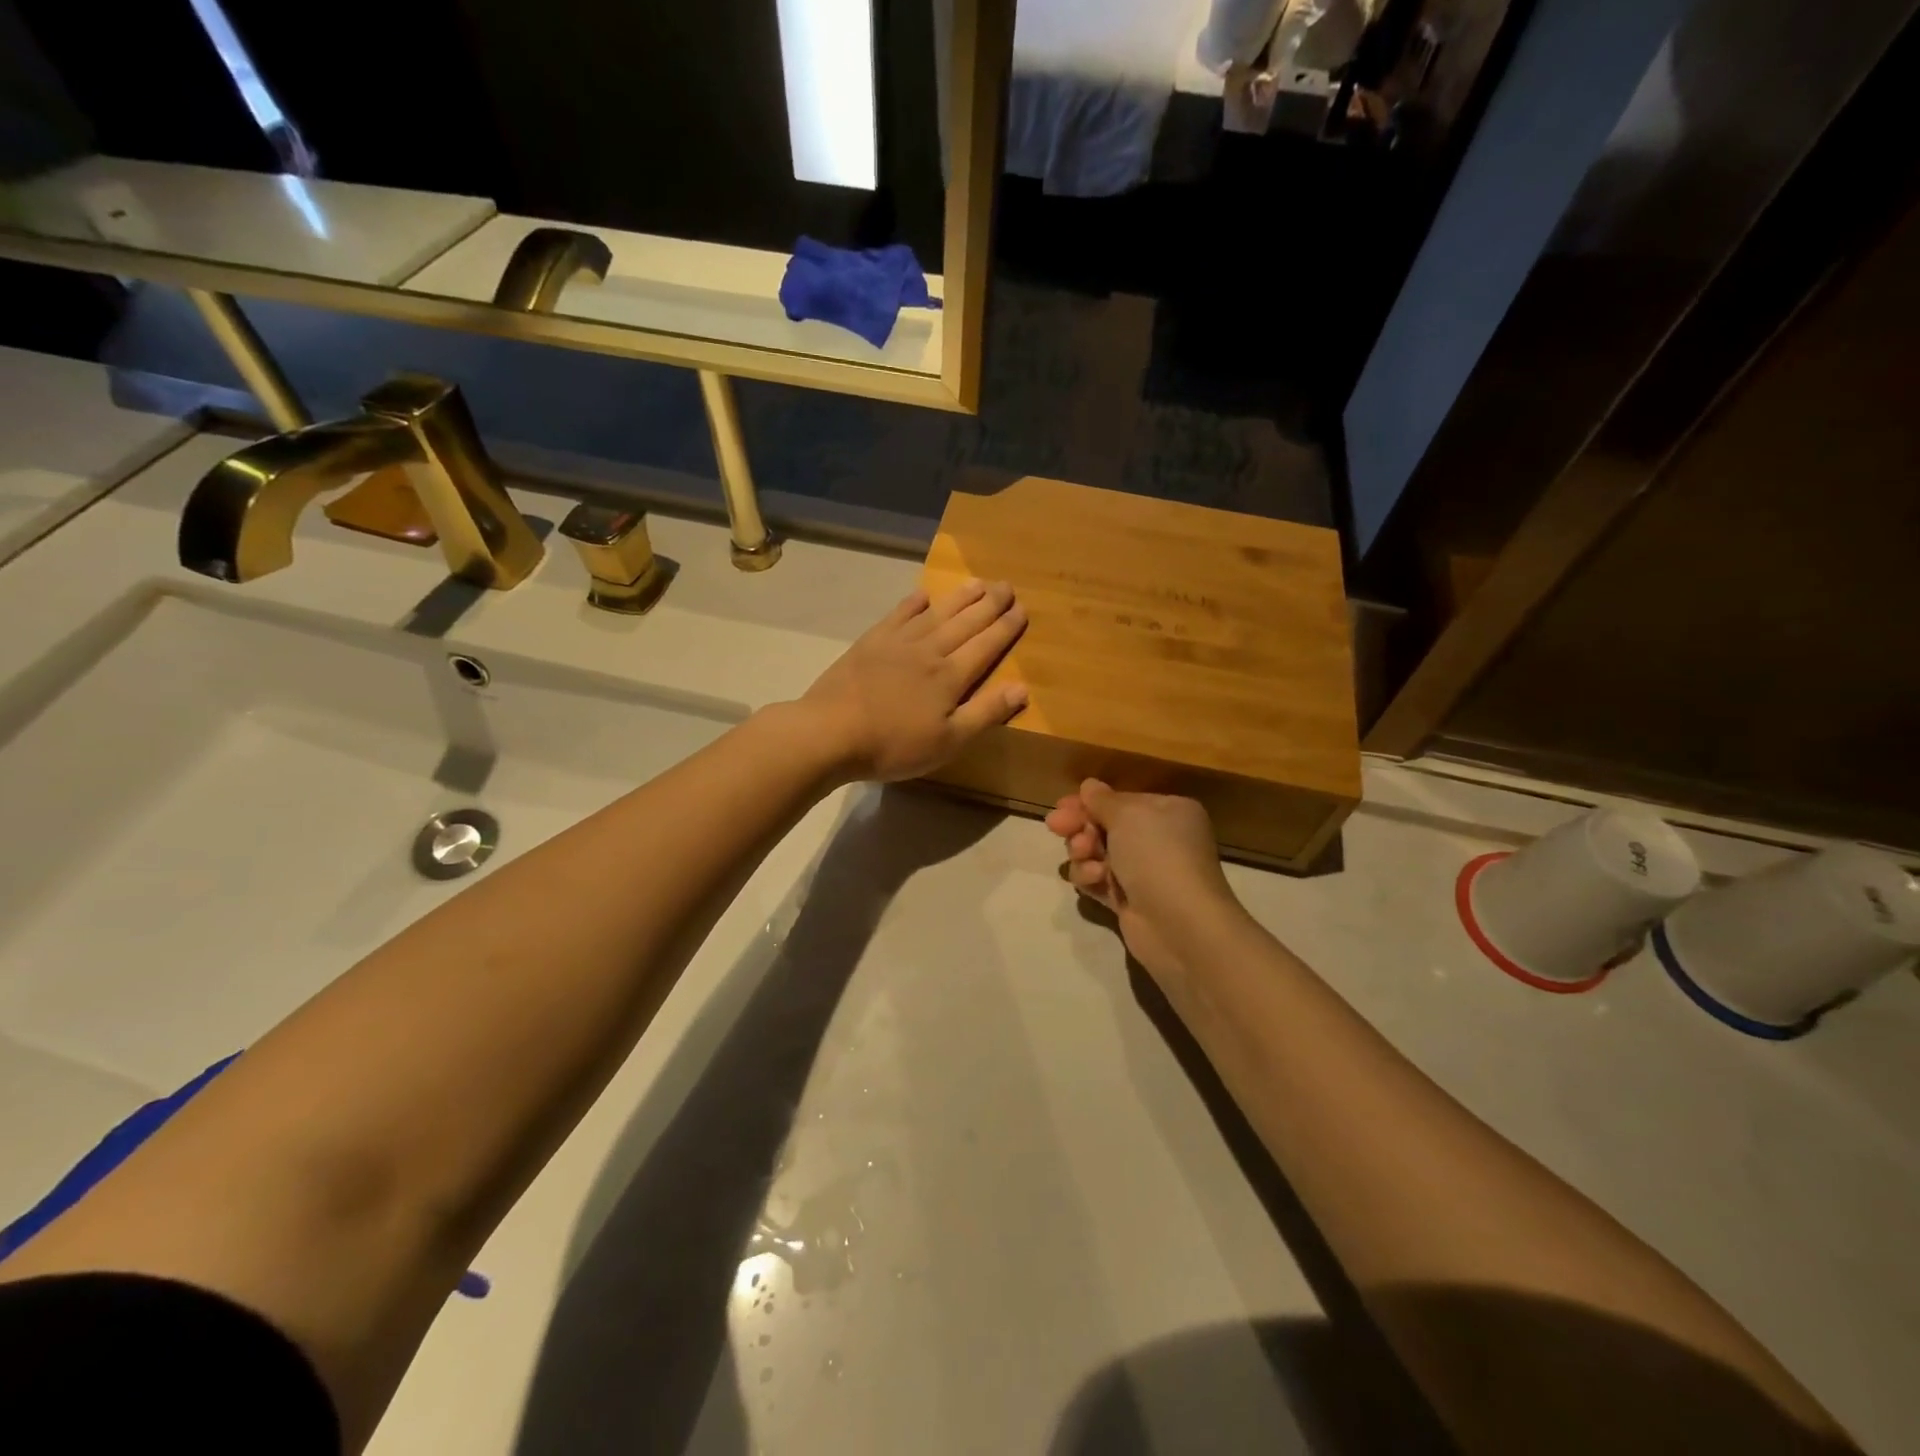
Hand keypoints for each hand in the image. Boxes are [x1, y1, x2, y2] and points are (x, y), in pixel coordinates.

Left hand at [796, 580, 1027, 781]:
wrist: (830, 732)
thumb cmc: (894, 745)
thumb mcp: (948, 741)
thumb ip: (985, 712)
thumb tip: (1022, 687)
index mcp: (950, 676)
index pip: (986, 645)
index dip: (1005, 628)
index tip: (1022, 609)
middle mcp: (929, 650)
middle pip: (965, 622)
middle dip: (988, 604)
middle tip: (1006, 585)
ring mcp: (897, 643)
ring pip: (936, 613)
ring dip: (958, 598)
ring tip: (977, 583)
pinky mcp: (870, 643)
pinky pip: (898, 615)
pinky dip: (913, 603)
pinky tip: (922, 595)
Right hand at [1045, 780, 1241, 985]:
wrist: (1180, 924)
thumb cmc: (1157, 855)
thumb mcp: (1128, 815)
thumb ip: (1102, 799)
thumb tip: (1089, 786)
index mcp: (1168, 812)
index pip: (1120, 801)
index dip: (1089, 802)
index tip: (1061, 806)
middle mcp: (1158, 839)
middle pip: (1105, 826)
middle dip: (1080, 826)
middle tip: (1056, 826)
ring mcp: (1143, 872)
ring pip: (1096, 854)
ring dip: (1083, 852)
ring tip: (1085, 857)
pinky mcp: (1129, 901)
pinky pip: (1098, 881)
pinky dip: (1091, 878)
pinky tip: (1094, 880)